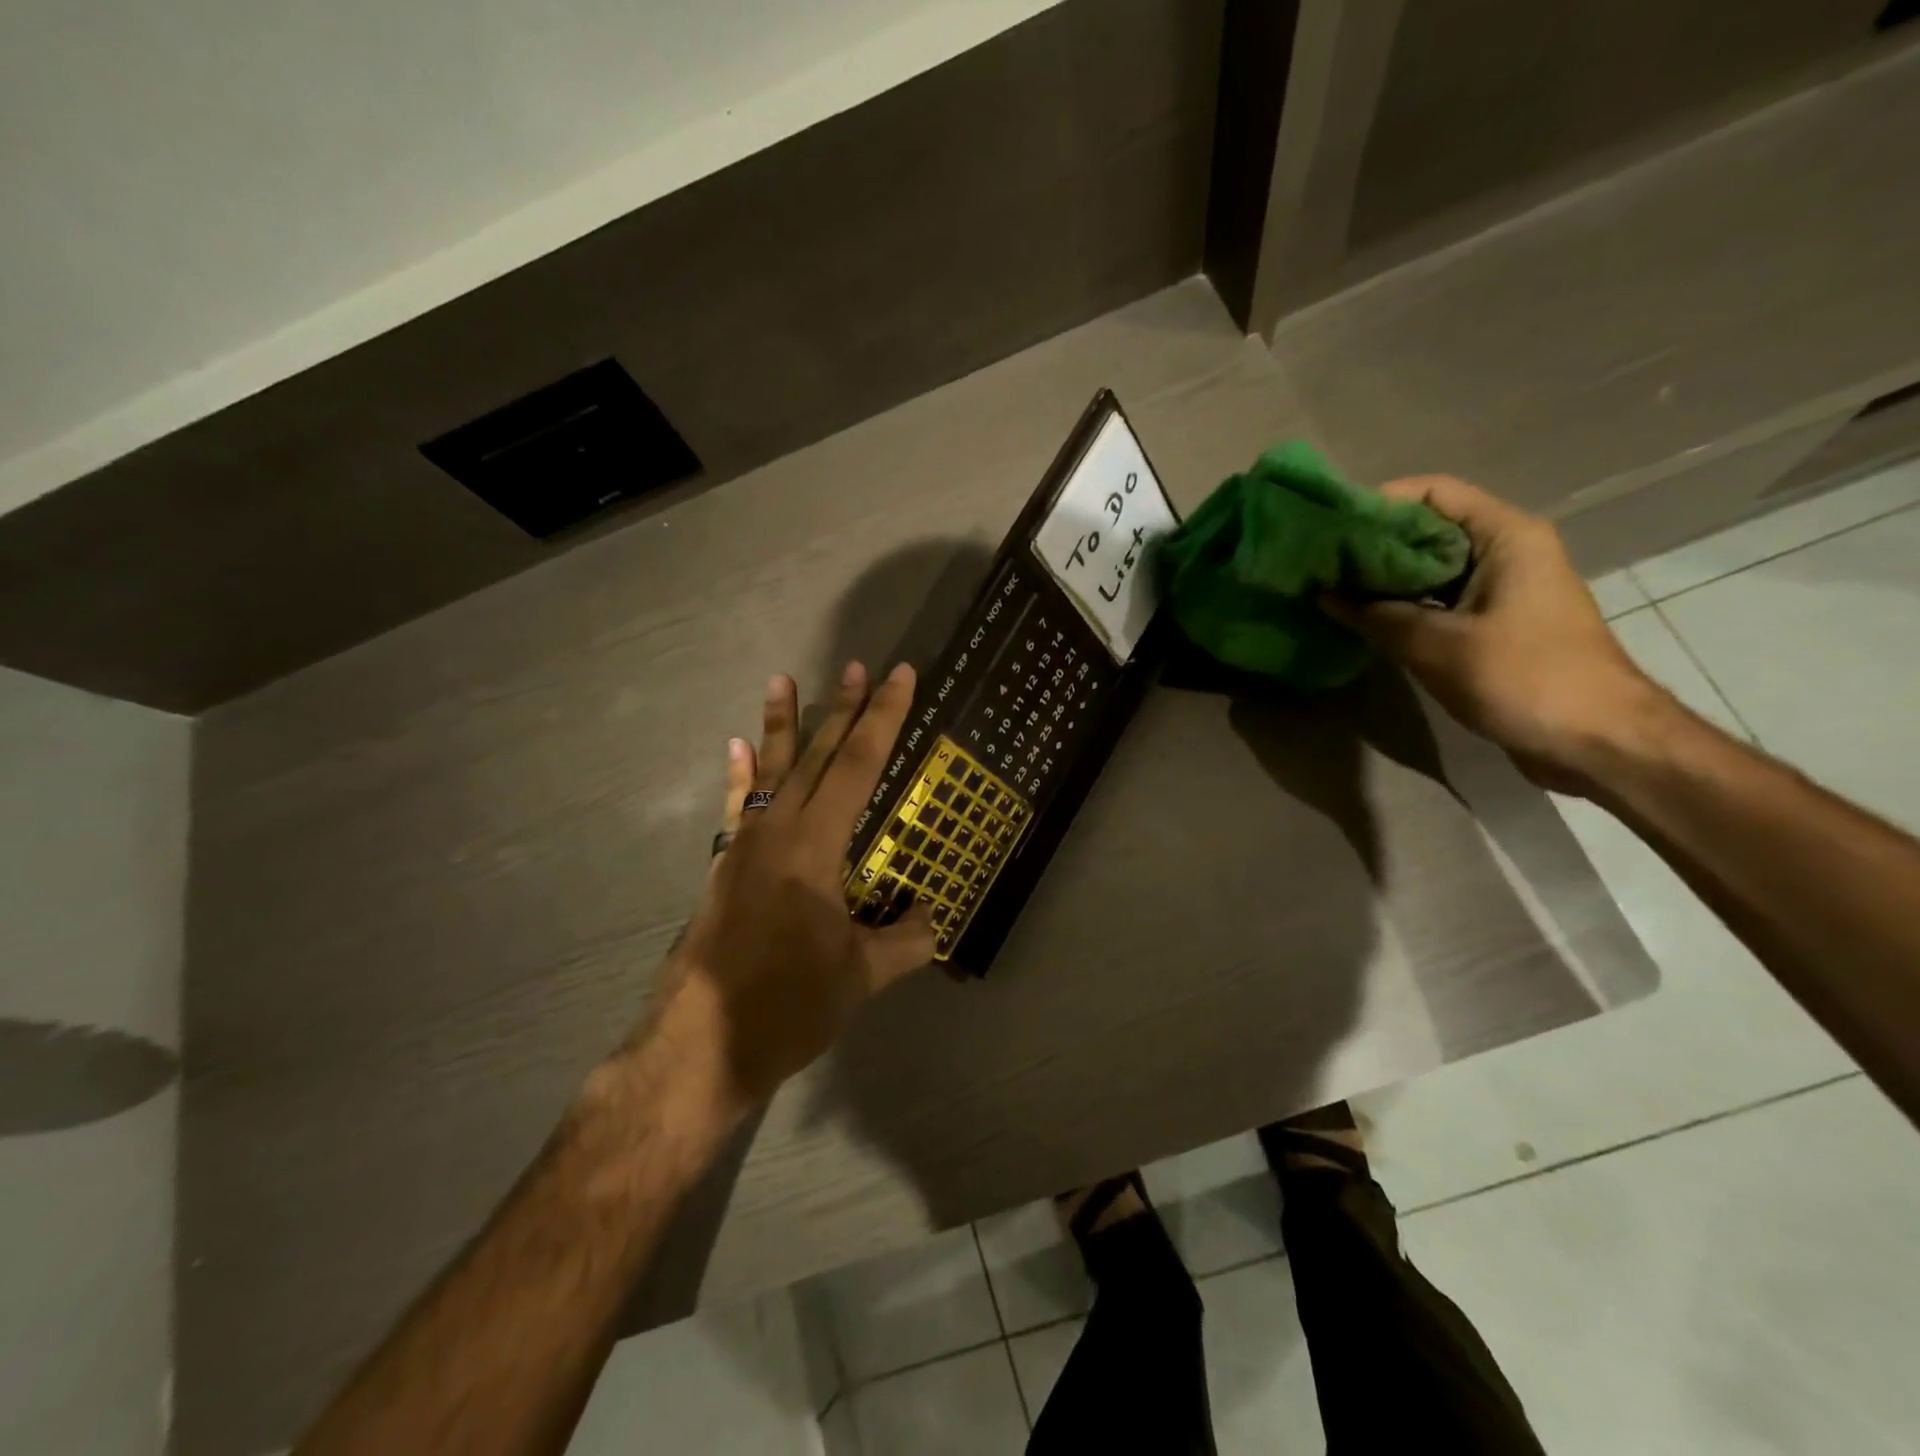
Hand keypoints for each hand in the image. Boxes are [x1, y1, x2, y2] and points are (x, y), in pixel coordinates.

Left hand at [644, 663, 934, 1122]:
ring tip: (781, 680)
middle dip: (842, 709)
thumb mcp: (861, 976)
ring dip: (782, 725)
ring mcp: (745, 846)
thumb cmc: (787, 1006)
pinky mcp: (725, 866)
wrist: (700, 1047)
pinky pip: (736, 806)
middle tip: (858, 666)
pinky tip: (737, 747)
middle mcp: (778, 831)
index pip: (860, 766)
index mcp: (816, 846)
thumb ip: (907, 940)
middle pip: (818, 756)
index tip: (898, 675)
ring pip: (771, 771)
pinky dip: (740, 775)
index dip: (884, 718)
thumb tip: (935, 917)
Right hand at [1327, 476, 1671, 794]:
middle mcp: (1507, 551)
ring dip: (1384, 579)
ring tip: (1331, 589)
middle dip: (1374, 543)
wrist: (1597, 740)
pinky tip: (1363, 620)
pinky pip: (1439, 600)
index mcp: (1506, 537)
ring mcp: (1503, 589)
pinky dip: (1403, 605)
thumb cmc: (1524, 678)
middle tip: (1321, 561)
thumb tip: (1324, 594)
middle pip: (1430, 529)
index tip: (1331, 525)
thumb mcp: (1436, 645)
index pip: (1434, 493)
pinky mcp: (1496, 624)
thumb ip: (1376, 616)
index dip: (1381, 501)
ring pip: (1432, 568)